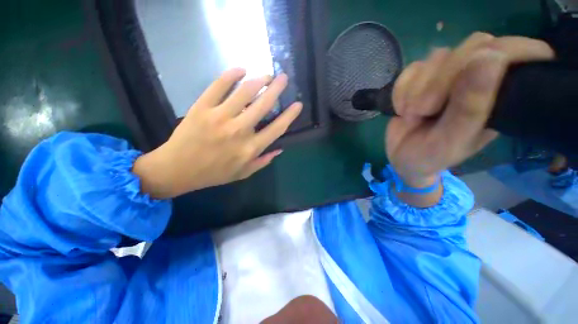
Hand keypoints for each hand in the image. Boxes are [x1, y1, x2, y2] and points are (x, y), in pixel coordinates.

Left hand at [133, 68, 301, 198]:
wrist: (177, 169)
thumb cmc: (214, 173)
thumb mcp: (243, 173)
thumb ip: (263, 162)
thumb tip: (280, 149)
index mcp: (250, 148)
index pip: (277, 128)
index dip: (290, 115)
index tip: (298, 104)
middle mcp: (239, 131)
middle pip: (263, 105)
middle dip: (277, 89)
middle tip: (283, 78)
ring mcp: (219, 117)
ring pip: (244, 92)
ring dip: (259, 80)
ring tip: (266, 75)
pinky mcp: (202, 107)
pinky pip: (218, 85)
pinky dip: (231, 74)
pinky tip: (241, 69)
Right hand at [387, 33, 554, 188]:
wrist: (402, 158)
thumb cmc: (431, 156)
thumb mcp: (452, 140)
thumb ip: (471, 107)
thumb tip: (490, 57)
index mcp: (500, 96)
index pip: (514, 52)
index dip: (504, 51)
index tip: (479, 70)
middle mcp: (478, 79)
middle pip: (472, 47)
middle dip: (442, 80)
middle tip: (424, 110)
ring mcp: (447, 76)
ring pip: (438, 57)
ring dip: (416, 89)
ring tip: (411, 115)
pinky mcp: (421, 78)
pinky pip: (411, 69)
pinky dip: (401, 90)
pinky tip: (401, 109)